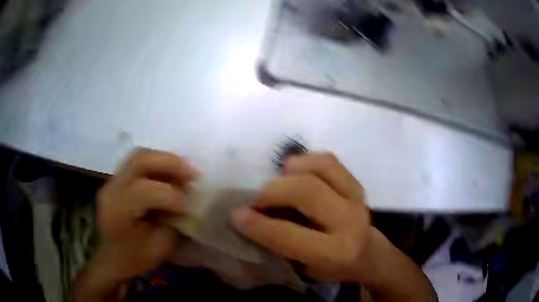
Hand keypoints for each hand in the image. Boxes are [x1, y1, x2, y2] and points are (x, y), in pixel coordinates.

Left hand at [74, 149, 197, 301]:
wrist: (110, 258)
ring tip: (184, 172)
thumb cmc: (134, 258)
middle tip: (193, 174)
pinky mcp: (116, 179)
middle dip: (171, 163)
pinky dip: (157, 165)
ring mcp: (112, 180)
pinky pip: (138, 163)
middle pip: (140, 159)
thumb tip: (189, 202)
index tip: (190, 206)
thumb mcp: (159, 249)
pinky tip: (170, 175)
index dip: (173, 196)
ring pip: (140, 155)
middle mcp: (111, 188)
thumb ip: (174, 223)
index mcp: (118, 210)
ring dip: (165, 160)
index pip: (145, 190)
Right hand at [232, 152, 372, 282]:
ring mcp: (357, 199)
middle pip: (306, 192)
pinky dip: (307, 160)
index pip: (289, 235)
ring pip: (320, 169)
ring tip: (278, 179)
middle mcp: (349, 222)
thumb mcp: (304, 268)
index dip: (257, 224)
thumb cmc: (332, 267)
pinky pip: (330, 161)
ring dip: (291, 171)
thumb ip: (280, 245)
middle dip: (272, 191)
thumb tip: (249, 218)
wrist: (368, 254)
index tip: (236, 214)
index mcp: (335, 252)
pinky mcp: (358, 184)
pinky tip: (295, 169)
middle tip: (257, 198)